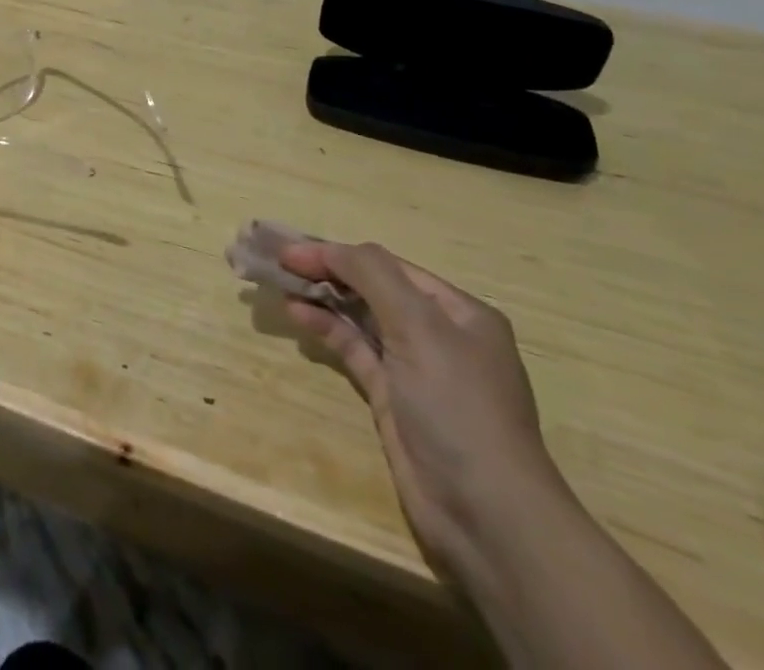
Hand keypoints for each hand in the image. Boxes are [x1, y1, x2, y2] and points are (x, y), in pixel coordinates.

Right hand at [280, 240, 568, 578]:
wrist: (487, 514)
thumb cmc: (458, 406)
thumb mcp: (420, 326)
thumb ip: (373, 275)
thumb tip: (327, 248)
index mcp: (458, 310)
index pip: (387, 265)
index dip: (337, 253)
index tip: (290, 250)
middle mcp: (438, 333)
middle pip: (372, 288)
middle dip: (326, 271)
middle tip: (276, 262)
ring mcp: (415, 367)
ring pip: (359, 317)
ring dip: (321, 298)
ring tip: (278, 284)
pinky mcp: (392, 397)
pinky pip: (354, 349)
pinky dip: (326, 328)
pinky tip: (298, 314)